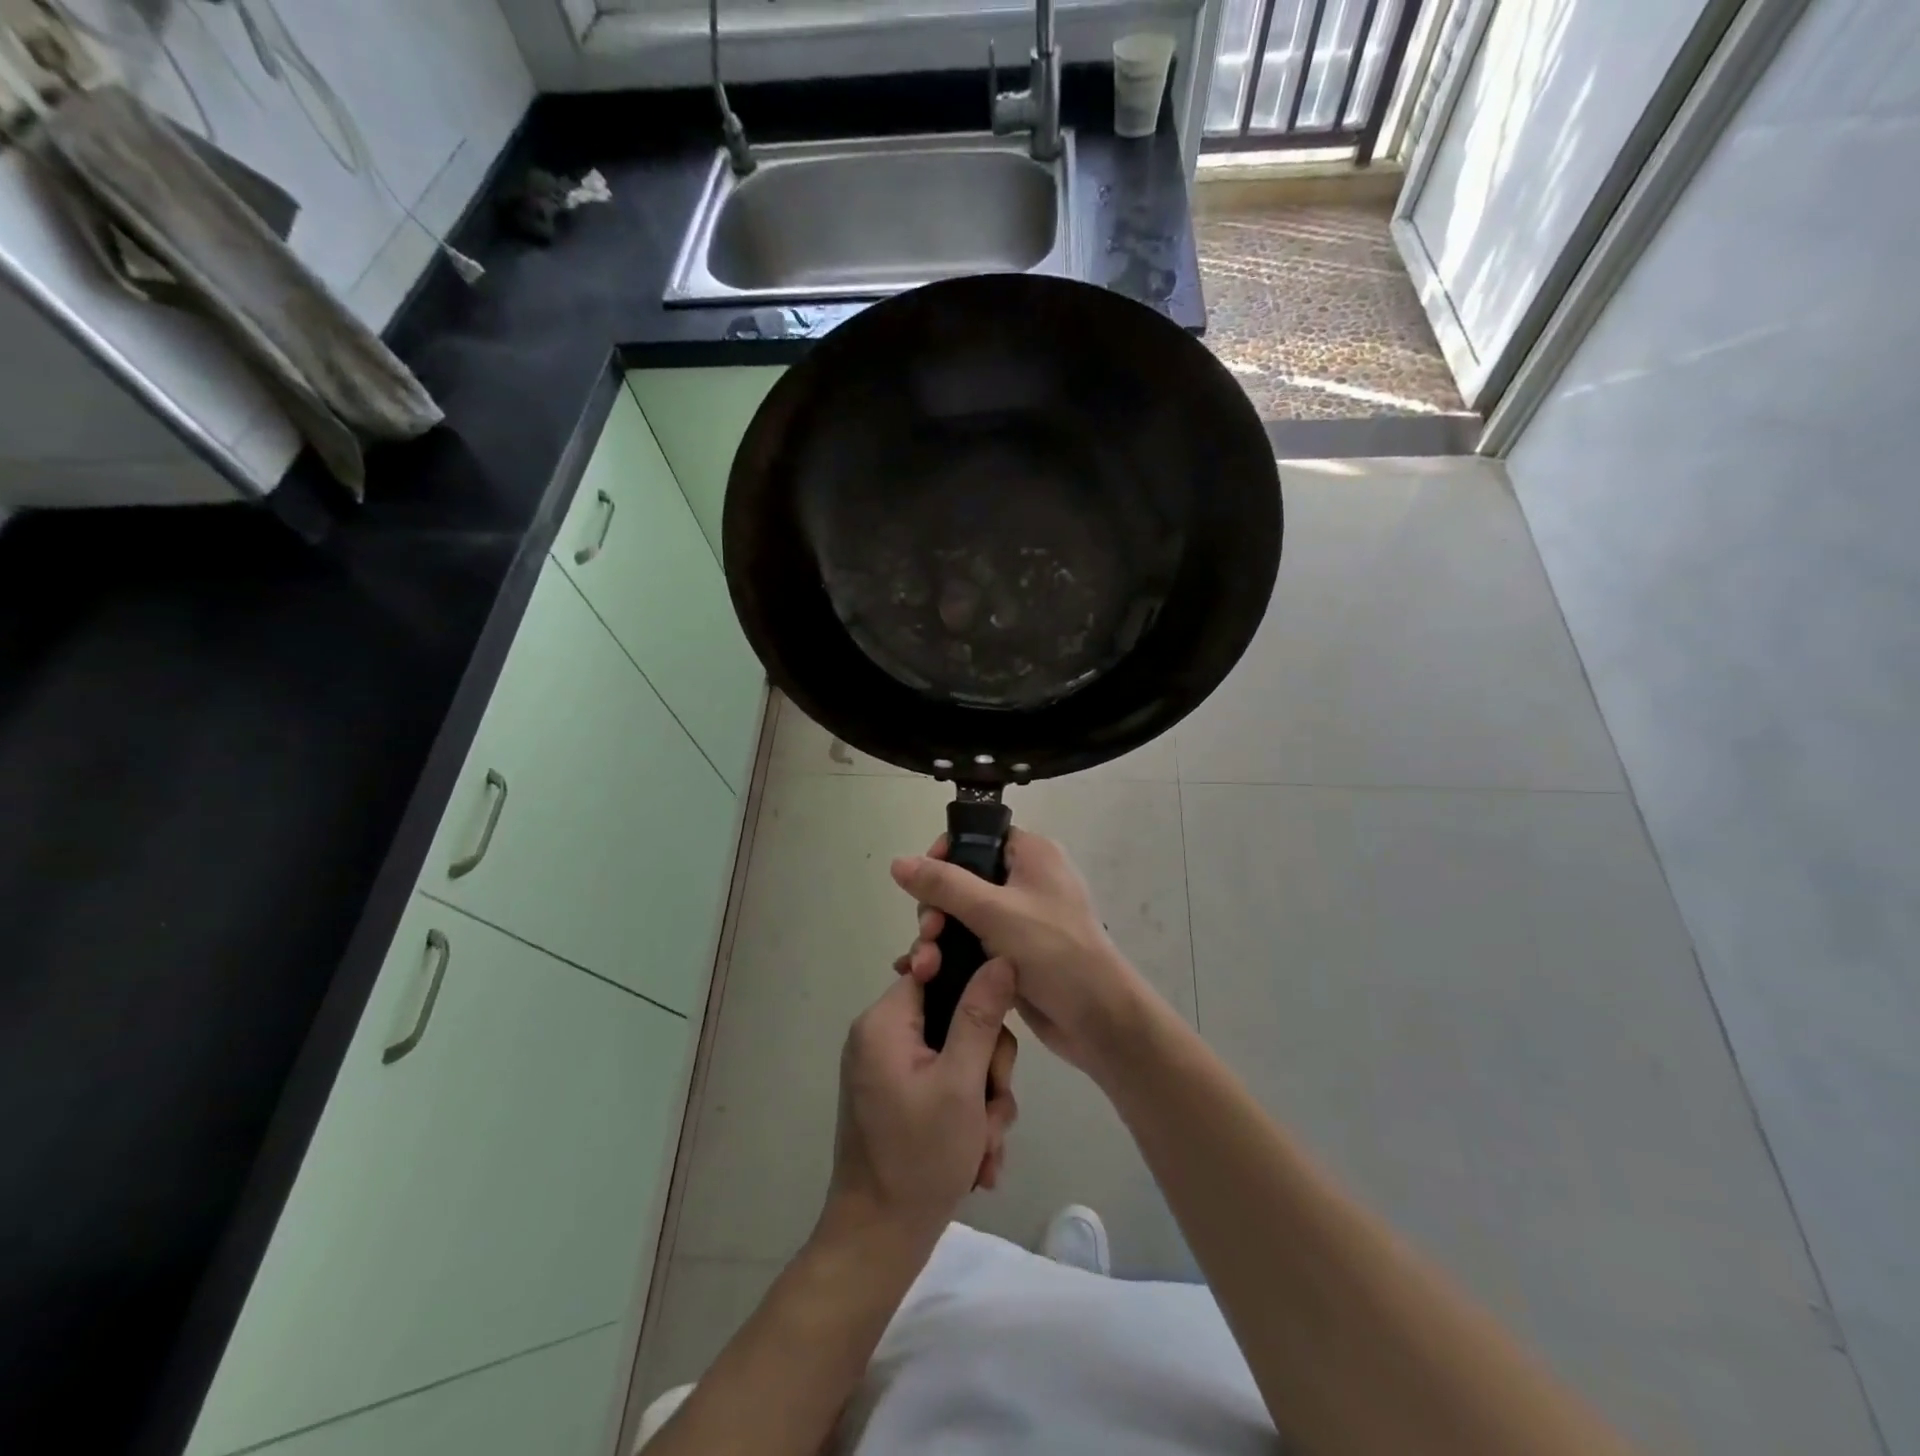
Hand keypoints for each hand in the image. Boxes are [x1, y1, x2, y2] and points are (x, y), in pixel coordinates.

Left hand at [824, 960, 1019, 1248]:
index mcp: (884, 1022)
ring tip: (985, 1145)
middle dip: (987, 1066)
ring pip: (960, 1056)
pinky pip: (947, 1085)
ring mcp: (892, 1070)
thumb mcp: (961, 1083)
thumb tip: (1000, 958)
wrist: (878, 1243)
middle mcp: (883, 1038)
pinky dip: (968, 1116)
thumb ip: (981, 1015)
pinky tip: (978, 1158)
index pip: (935, 970)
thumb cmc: (918, 1157)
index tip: (1000, 1020)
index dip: (975, 987)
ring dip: (984, 1100)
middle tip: (992, 1108)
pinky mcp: (902, 1099)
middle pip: (955, 1018)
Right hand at [890, 830, 1154, 1079]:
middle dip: (937, 909)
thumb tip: (898, 861)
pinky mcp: (1015, 953)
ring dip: (939, 939)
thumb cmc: (1052, 951)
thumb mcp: (993, 911)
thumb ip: (943, 885)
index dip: (945, 855)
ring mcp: (1021, 919)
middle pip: (964, 879)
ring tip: (925, 967)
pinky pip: (974, 944)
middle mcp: (1027, 880)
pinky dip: (952, 956)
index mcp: (1031, 854)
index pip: (978, 837)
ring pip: (964, 916)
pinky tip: (925, 976)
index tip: (923, 884)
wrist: (1097, 1019)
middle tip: (929, 935)